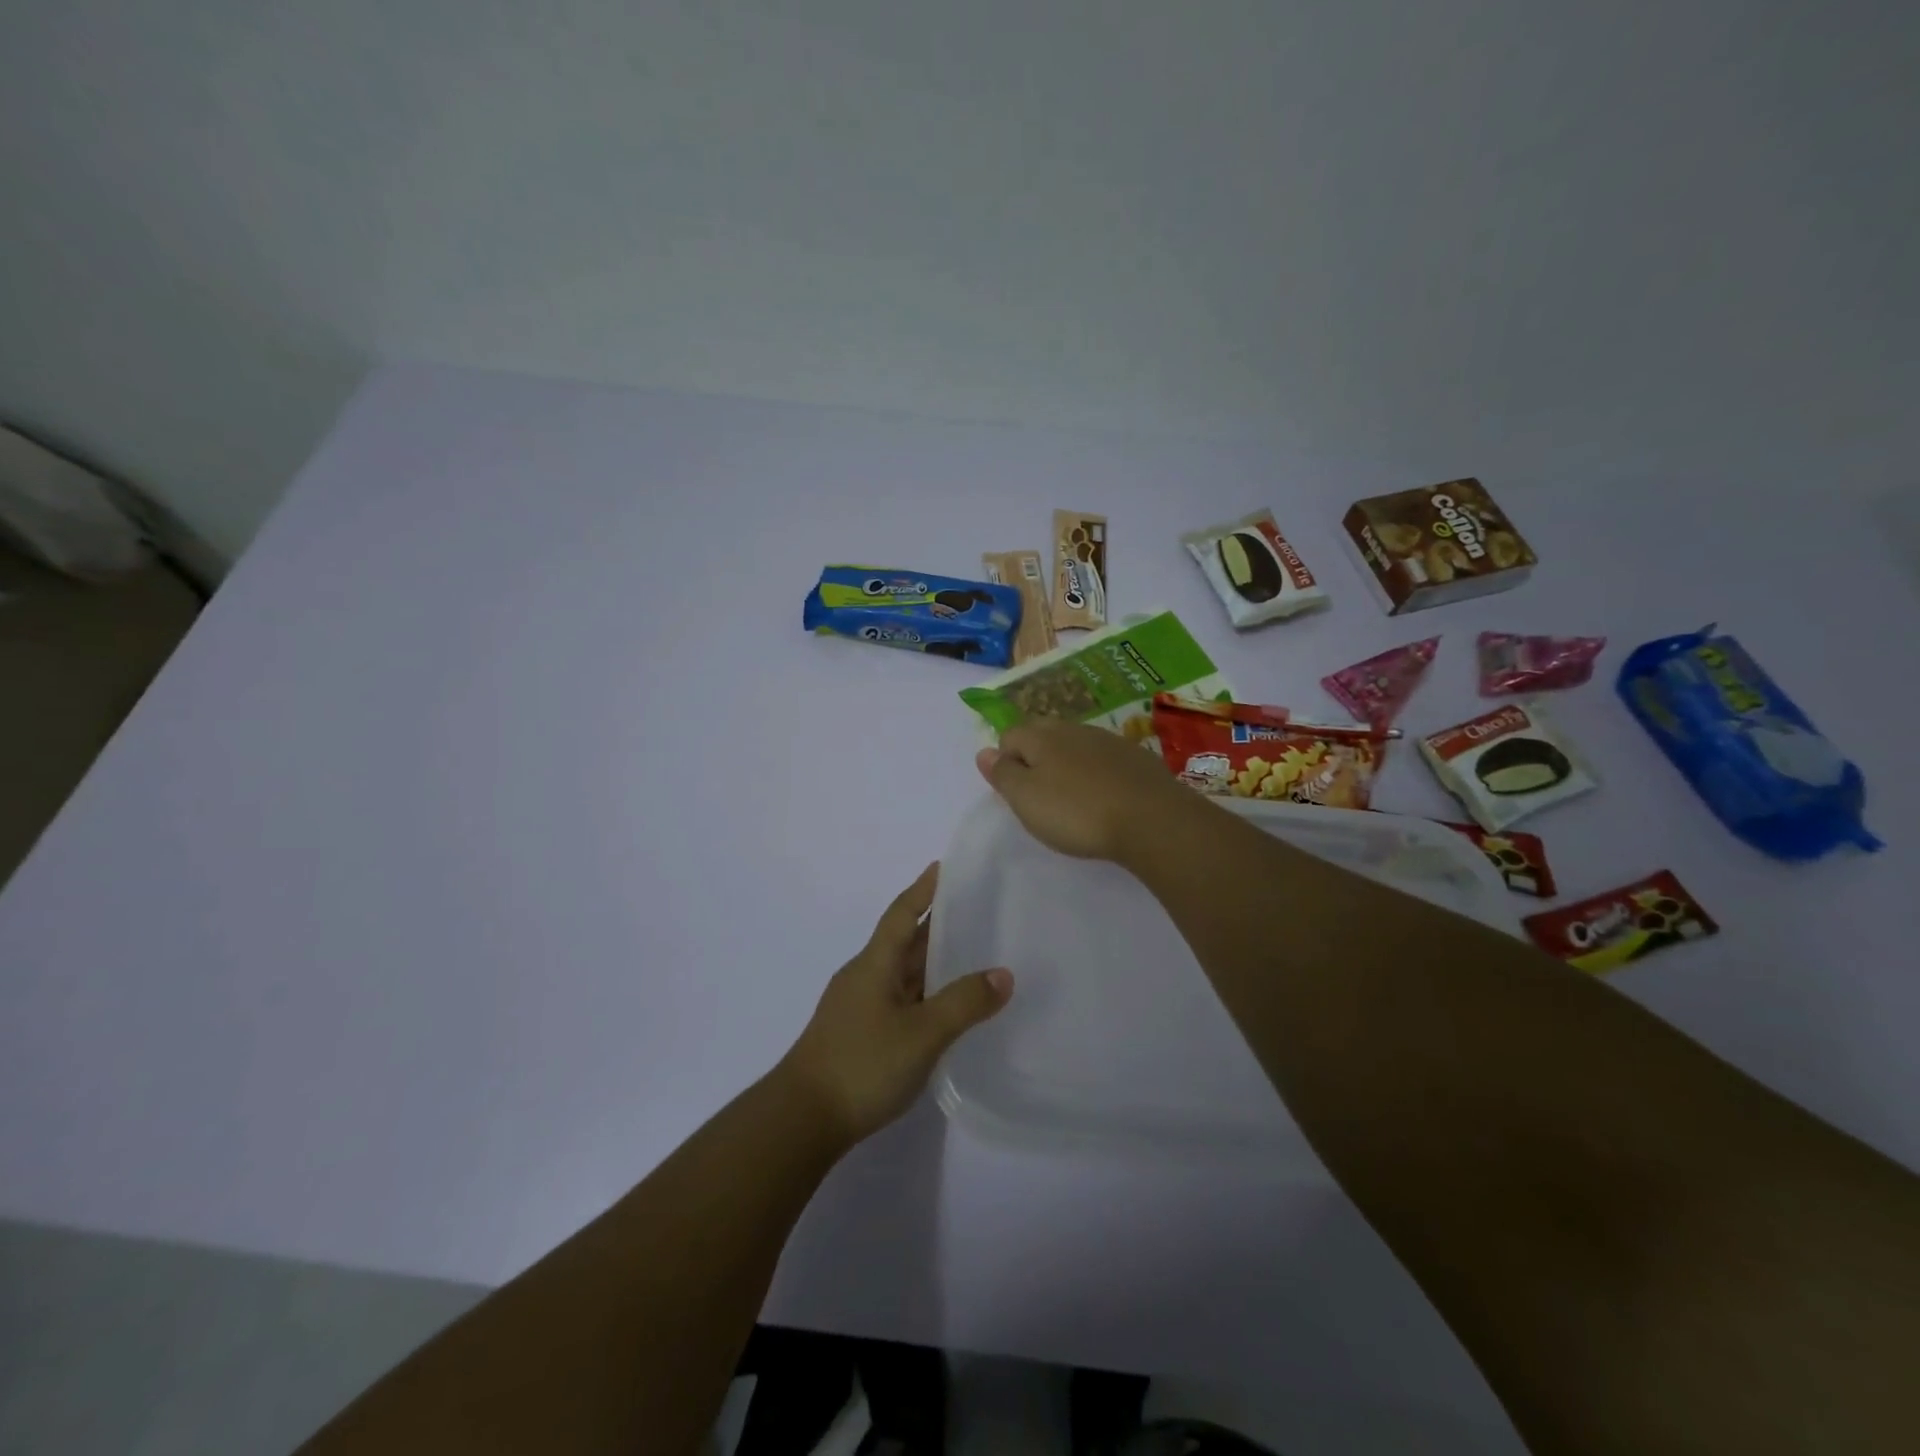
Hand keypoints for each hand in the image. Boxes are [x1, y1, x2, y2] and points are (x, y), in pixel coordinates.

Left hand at [779, 863, 1012, 1146]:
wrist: (802, 1119)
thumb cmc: (862, 1064)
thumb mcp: (922, 1033)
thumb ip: (964, 1003)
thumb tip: (1003, 974)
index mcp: (874, 964)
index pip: (902, 914)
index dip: (923, 889)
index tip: (943, 866)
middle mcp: (865, 977)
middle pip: (904, 941)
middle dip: (936, 925)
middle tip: (977, 911)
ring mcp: (859, 1007)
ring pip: (903, 974)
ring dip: (933, 963)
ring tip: (972, 957)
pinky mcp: (859, 1035)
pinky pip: (900, 1000)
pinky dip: (924, 995)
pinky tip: (944, 1010)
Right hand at [976, 718, 1195, 861]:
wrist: (1151, 819)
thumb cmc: (1077, 812)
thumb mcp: (1026, 799)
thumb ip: (1002, 774)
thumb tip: (983, 751)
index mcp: (1041, 737)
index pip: (1010, 736)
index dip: (1006, 761)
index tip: (1015, 793)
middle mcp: (1074, 729)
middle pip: (1043, 735)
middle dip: (1035, 757)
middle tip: (1039, 794)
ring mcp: (1109, 741)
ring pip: (1076, 745)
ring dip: (1068, 764)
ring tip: (1072, 798)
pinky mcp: (1136, 758)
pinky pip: (1105, 759)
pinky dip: (1097, 773)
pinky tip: (1104, 798)